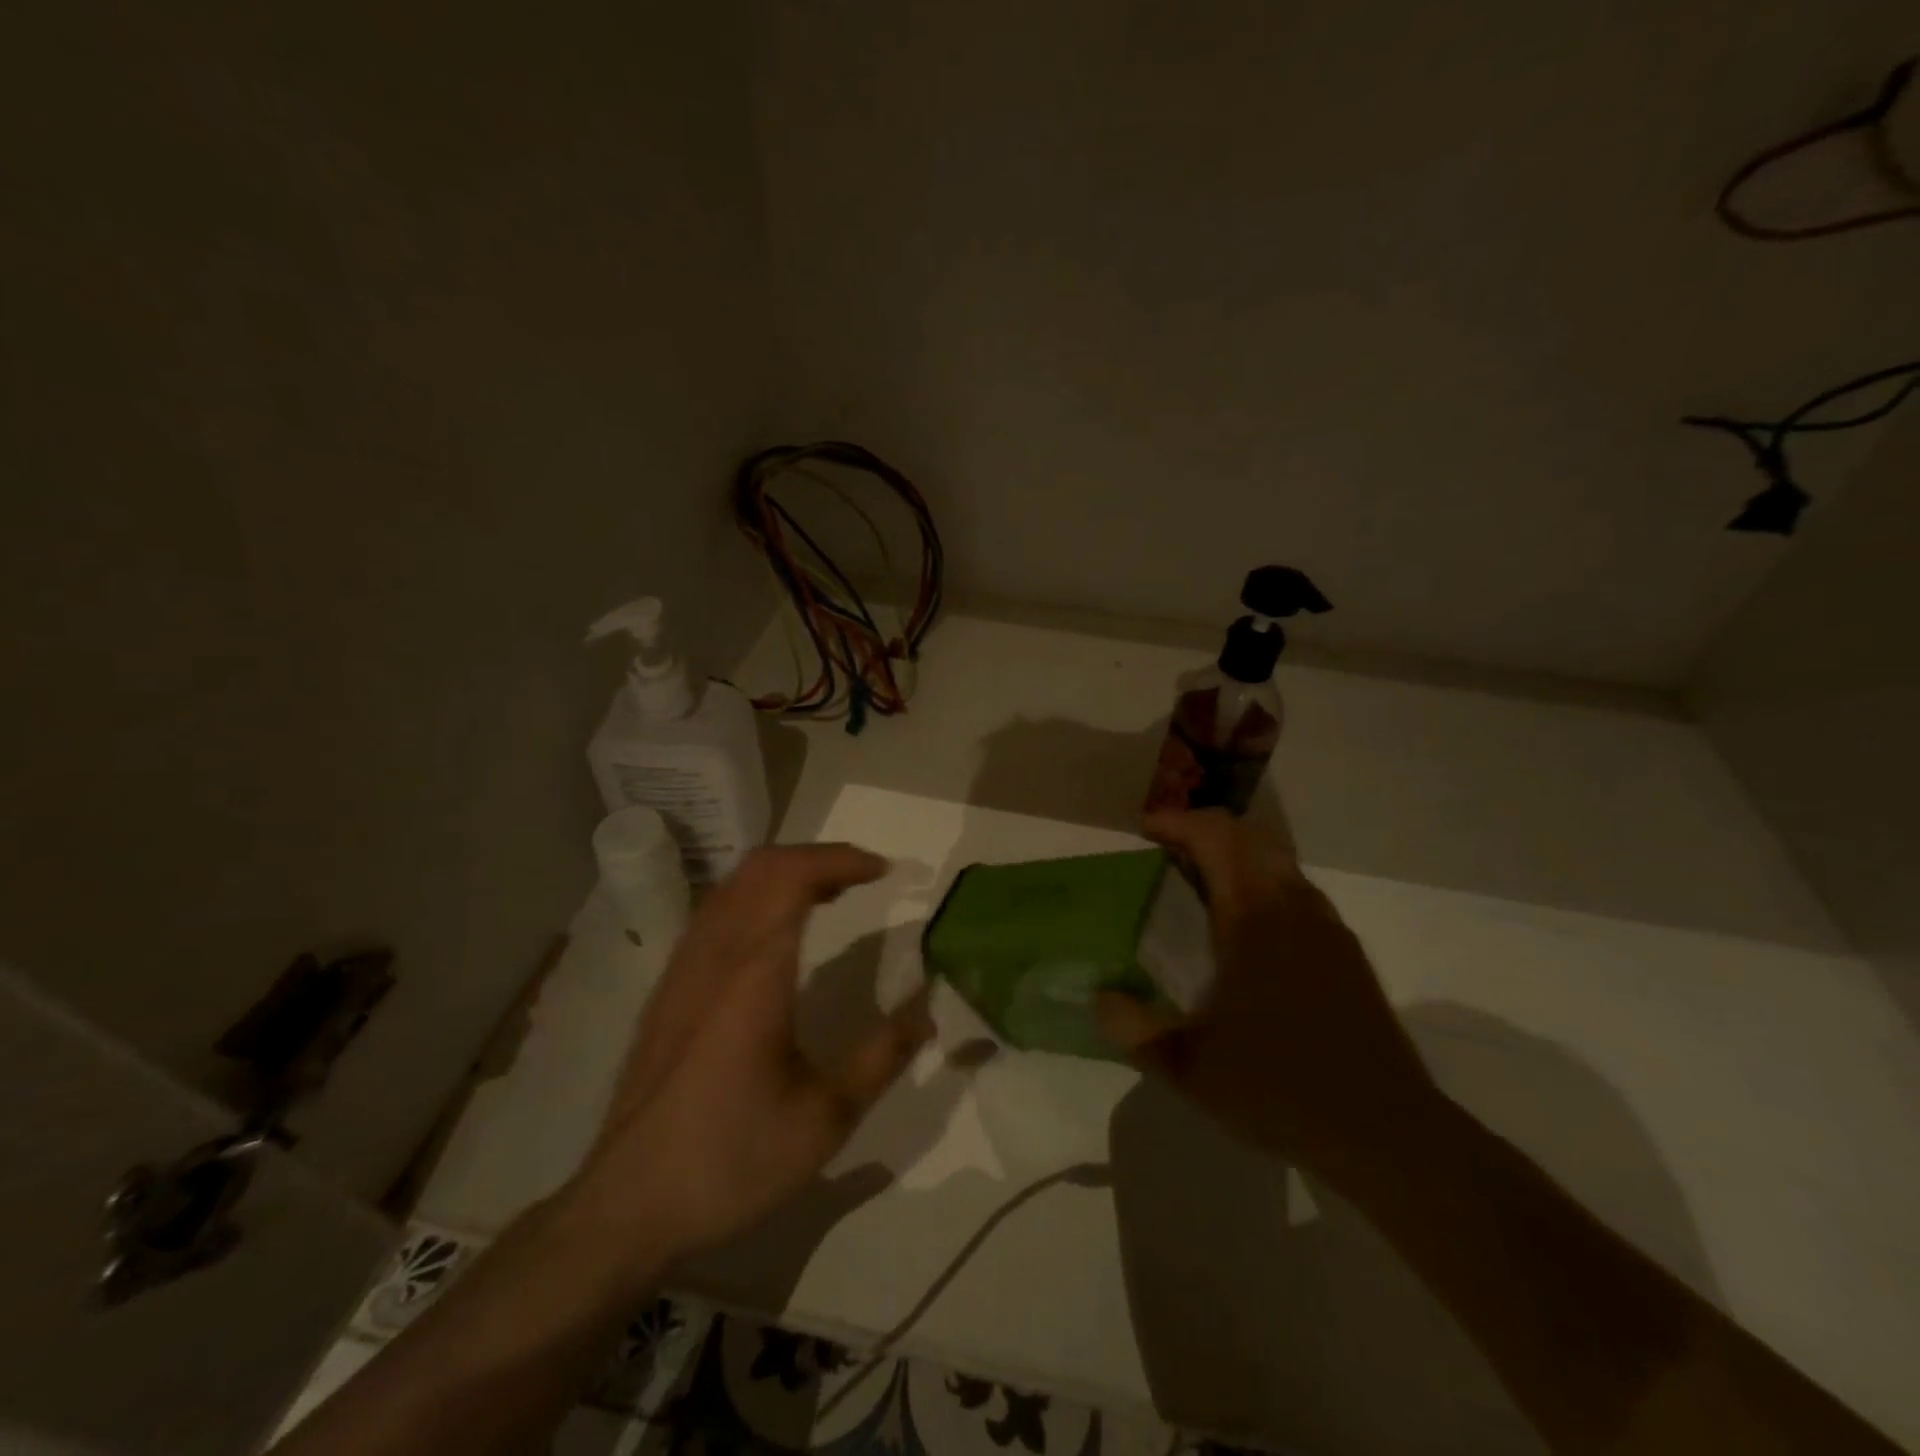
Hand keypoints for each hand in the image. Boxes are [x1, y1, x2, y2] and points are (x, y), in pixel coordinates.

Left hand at [566, 843, 933, 1286]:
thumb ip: (883, 1055)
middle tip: (862, 876)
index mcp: (753, 974)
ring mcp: (683, 969)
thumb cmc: (731, 1161)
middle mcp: (713, 956)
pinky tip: (777, 933)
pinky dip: (756, 897)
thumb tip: (930, 1008)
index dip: (842, 860)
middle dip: (817, 857)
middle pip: (761, 867)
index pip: (793, 877)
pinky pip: (715, 913)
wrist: (626, 1207)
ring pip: (733, 885)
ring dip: (785, 873)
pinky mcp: (668, 990)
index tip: (884, 871)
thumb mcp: (825, 1119)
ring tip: (830, 894)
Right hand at [1097, 809, 1440, 1188]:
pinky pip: (1296, 893)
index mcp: (1254, 915)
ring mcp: (1327, 927)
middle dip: (1204, 832)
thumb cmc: (1281, 1087)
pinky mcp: (1346, 953)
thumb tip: (1100, 998)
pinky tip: (1244, 937)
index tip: (1144, 833)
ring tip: (1199, 891)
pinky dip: (1261, 887)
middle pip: (1249, 837)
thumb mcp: (1189, 1067)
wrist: (1387, 1132)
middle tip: (1167, 855)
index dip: (1176, 822)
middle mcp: (1294, 906)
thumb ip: (1134, 1029)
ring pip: (1277, 863)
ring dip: (1236, 859)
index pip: (1216, 837)